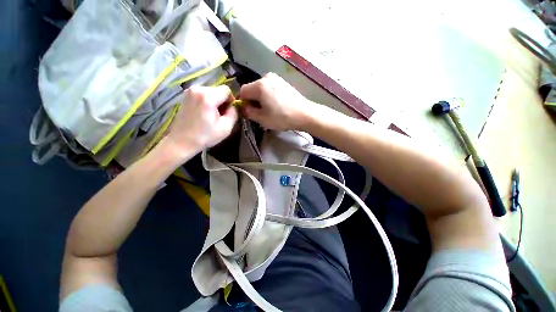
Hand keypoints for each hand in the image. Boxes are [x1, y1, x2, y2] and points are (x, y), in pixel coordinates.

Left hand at [163, 86, 237, 161]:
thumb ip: (234, 113)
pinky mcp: (186, 95)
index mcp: (208, 97)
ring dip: (216, 101)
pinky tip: (205, 113)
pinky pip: (203, 94)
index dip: (231, 100)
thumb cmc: (205, 136)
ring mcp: (190, 91)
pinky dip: (208, 101)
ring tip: (212, 115)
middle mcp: (198, 89)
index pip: (226, 90)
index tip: (229, 112)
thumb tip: (233, 106)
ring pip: (211, 91)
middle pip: (218, 90)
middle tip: (221, 115)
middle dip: (223, 101)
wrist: (182, 141)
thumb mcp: (226, 128)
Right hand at [239, 73, 315, 130]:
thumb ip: (249, 112)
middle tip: (261, 112)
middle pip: (252, 88)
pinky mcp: (283, 82)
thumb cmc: (282, 117)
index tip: (250, 112)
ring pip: (261, 88)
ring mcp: (276, 78)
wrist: (304, 114)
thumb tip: (244, 107)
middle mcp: (266, 77)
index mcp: (259, 85)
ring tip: (270, 109)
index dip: (244, 102)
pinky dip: (269, 95)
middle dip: (253, 100)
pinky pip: (270, 87)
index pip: (243, 91)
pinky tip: (277, 104)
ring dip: (261, 98)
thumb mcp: (262, 119)